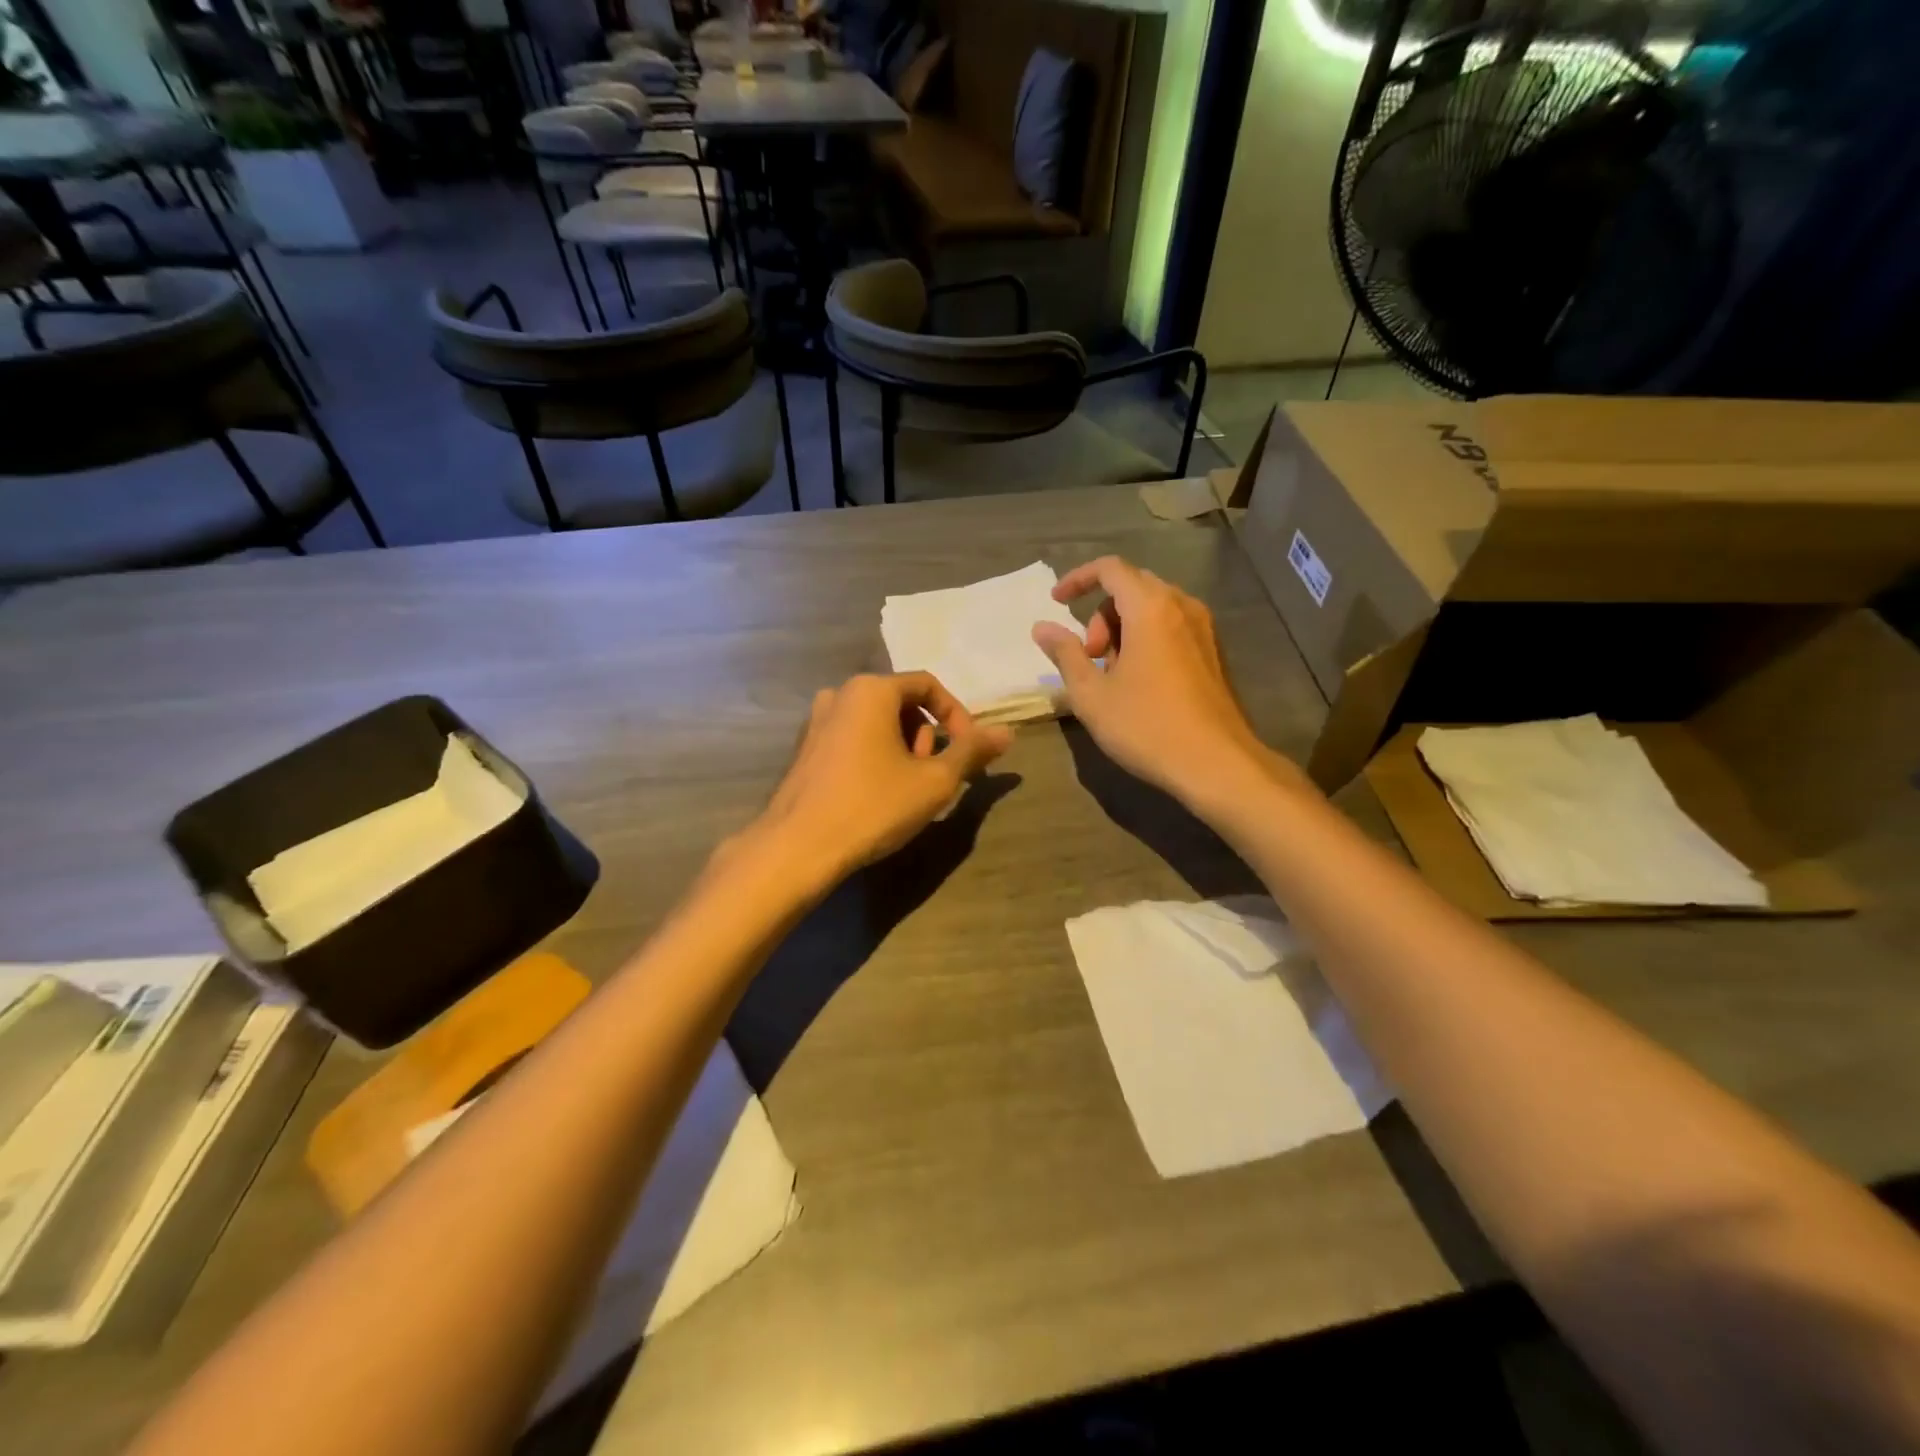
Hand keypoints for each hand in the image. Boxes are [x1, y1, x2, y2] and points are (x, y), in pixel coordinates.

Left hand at [751, 672, 1011, 884]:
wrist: (798, 848)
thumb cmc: (872, 806)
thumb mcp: (934, 781)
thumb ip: (971, 752)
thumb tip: (1007, 732)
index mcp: (871, 690)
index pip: (929, 685)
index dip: (958, 716)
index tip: (969, 751)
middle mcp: (840, 694)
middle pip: (901, 703)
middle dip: (926, 737)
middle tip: (933, 777)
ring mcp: (816, 721)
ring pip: (877, 724)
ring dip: (903, 750)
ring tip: (907, 792)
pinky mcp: (804, 749)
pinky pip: (853, 740)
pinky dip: (875, 757)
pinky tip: (877, 796)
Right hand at [1032, 557, 1273, 805]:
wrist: (1216, 764)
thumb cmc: (1146, 726)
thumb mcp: (1092, 694)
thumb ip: (1065, 654)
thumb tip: (1042, 627)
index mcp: (1150, 608)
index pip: (1110, 569)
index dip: (1078, 579)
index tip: (1056, 603)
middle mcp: (1181, 606)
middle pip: (1132, 587)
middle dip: (1100, 614)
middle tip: (1089, 656)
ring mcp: (1203, 629)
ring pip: (1153, 608)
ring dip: (1123, 629)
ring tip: (1112, 674)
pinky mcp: (1213, 652)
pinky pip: (1172, 627)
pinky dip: (1147, 639)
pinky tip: (1139, 682)